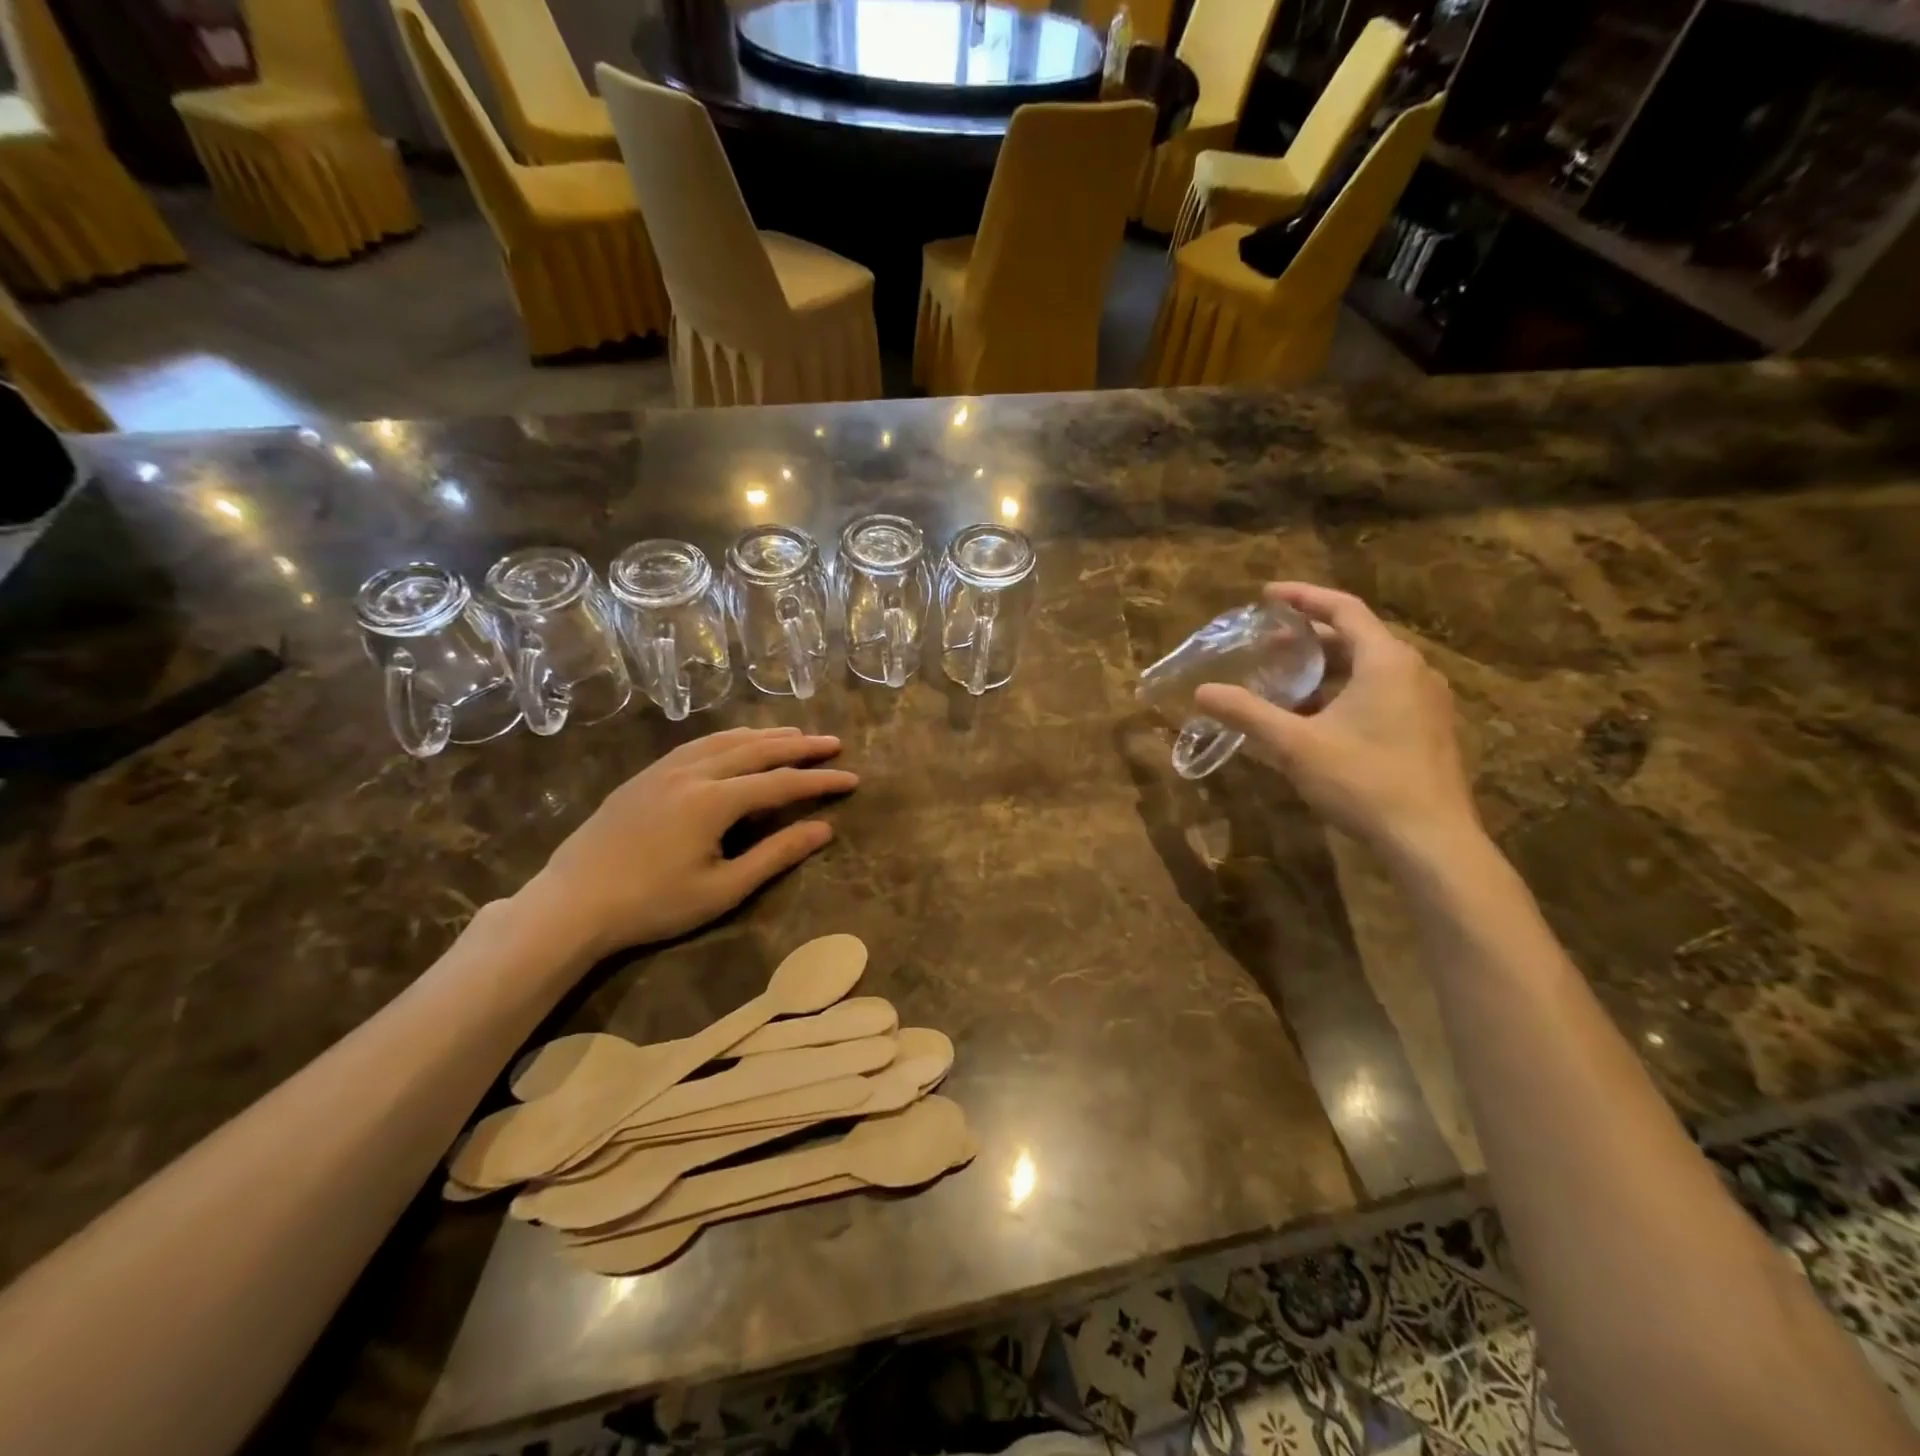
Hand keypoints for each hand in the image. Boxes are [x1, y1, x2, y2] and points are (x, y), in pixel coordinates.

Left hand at [521, 727, 856, 958]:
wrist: (573, 902)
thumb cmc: (653, 904)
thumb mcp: (723, 889)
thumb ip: (776, 855)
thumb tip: (823, 829)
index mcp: (714, 800)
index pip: (781, 783)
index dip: (820, 781)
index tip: (852, 779)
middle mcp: (693, 772)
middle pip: (757, 750)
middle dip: (799, 746)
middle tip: (832, 743)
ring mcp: (665, 769)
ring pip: (726, 740)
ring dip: (765, 735)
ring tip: (795, 734)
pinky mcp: (646, 775)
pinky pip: (698, 744)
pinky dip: (729, 738)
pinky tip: (737, 741)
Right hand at [1194, 583, 1479, 865]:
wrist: (1431, 840)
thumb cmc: (1363, 780)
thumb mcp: (1294, 745)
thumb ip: (1247, 714)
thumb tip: (1202, 692)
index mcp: (1385, 660)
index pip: (1343, 608)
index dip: (1303, 597)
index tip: (1268, 595)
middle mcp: (1413, 671)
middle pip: (1357, 637)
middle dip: (1310, 637)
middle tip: (1269, 643)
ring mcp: (1427, 702)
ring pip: (1370, 668)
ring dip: (1328, 668)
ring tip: (1288, 680)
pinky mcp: (1429, 730)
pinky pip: (1382, 692)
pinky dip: (1346, 691)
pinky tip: (1319, 719)